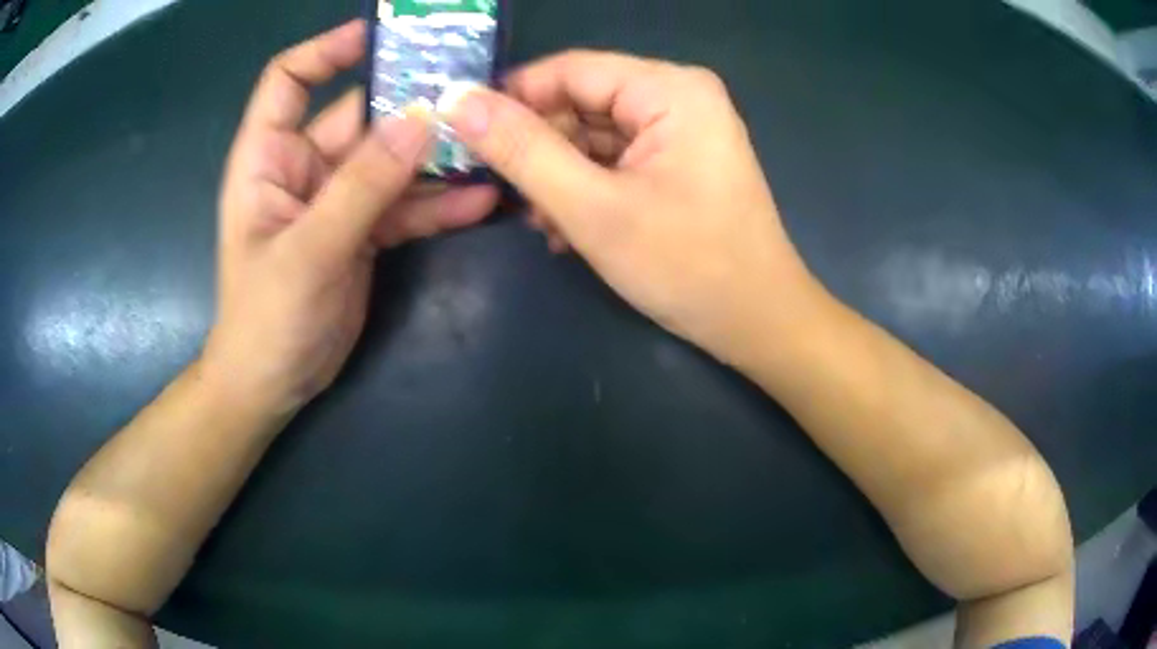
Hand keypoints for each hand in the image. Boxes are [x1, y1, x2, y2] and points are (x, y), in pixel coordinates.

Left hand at [203, 20, 497, 414]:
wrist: (275, 384)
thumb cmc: (266, 318)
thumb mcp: (308, 250)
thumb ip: (361, 186)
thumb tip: (421, 119)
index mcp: (269, 157)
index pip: (289, 80)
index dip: (328, 50)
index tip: (383, 36)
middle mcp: (304, 167)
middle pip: (359, 115)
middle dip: (411, 104)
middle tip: (472, 92)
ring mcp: (338, 199)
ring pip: (392, 161)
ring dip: (436, 158)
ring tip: (491, 146)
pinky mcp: (364, 231)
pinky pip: (405, 205)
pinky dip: (439, 204)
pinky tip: (481, 202)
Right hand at [445, 51, 817, 365]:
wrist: (758, 323)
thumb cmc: (688, 266)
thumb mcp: (593, 208)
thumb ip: (522, 150)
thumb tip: (457, 103)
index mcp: (671, 89)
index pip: (569, 69)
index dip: (512, 98)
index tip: (465, 136)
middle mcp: (679, 97)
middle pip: (582, 102)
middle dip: (538, 148)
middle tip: (503, 194)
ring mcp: (681, 131)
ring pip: (593, 135)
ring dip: (558, 176)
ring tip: (539, 222)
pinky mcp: (679, 162)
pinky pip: (616, 160)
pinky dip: (586, 188)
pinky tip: (567, 229)